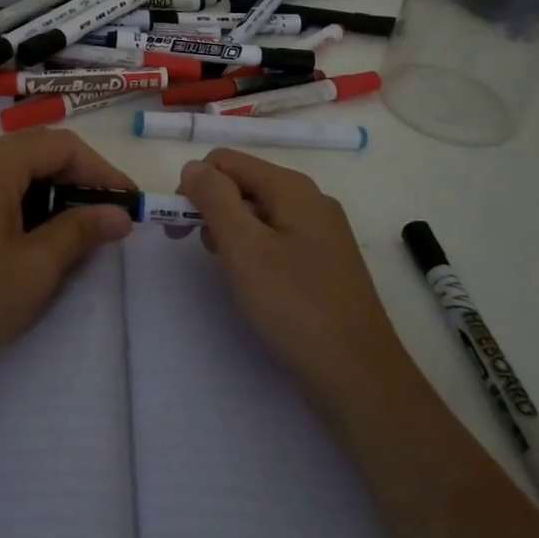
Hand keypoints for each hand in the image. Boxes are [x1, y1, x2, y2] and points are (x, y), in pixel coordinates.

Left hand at [0, 130, 136, 408]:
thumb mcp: (36, 268)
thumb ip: (81, 231)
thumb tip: (121, 214)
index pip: (61, 145)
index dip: (101, 170)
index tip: (129, 202)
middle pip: (38, 150)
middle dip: (79, 177)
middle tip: (110, 214)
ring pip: (17, 167)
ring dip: (53, 188)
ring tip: (81, 225)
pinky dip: (27, 198)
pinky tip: (40, 231)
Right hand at [178, 149, 410, 419]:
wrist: (360, 376)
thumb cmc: (295, 306)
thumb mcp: (244, 247)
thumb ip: (214, 198)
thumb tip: (193, 167)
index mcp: (292, 187)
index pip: (226, 161)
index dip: (194, 187)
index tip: (178, 228)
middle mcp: (310, 199)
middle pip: (244, 183)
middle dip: (213, 209)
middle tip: (204, 254)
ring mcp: (323, 231)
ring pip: (260, 212)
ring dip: (233, 232)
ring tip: (231, 272)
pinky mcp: (326, 261)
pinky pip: (278, 237)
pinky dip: (256, 250)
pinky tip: (256, 283)